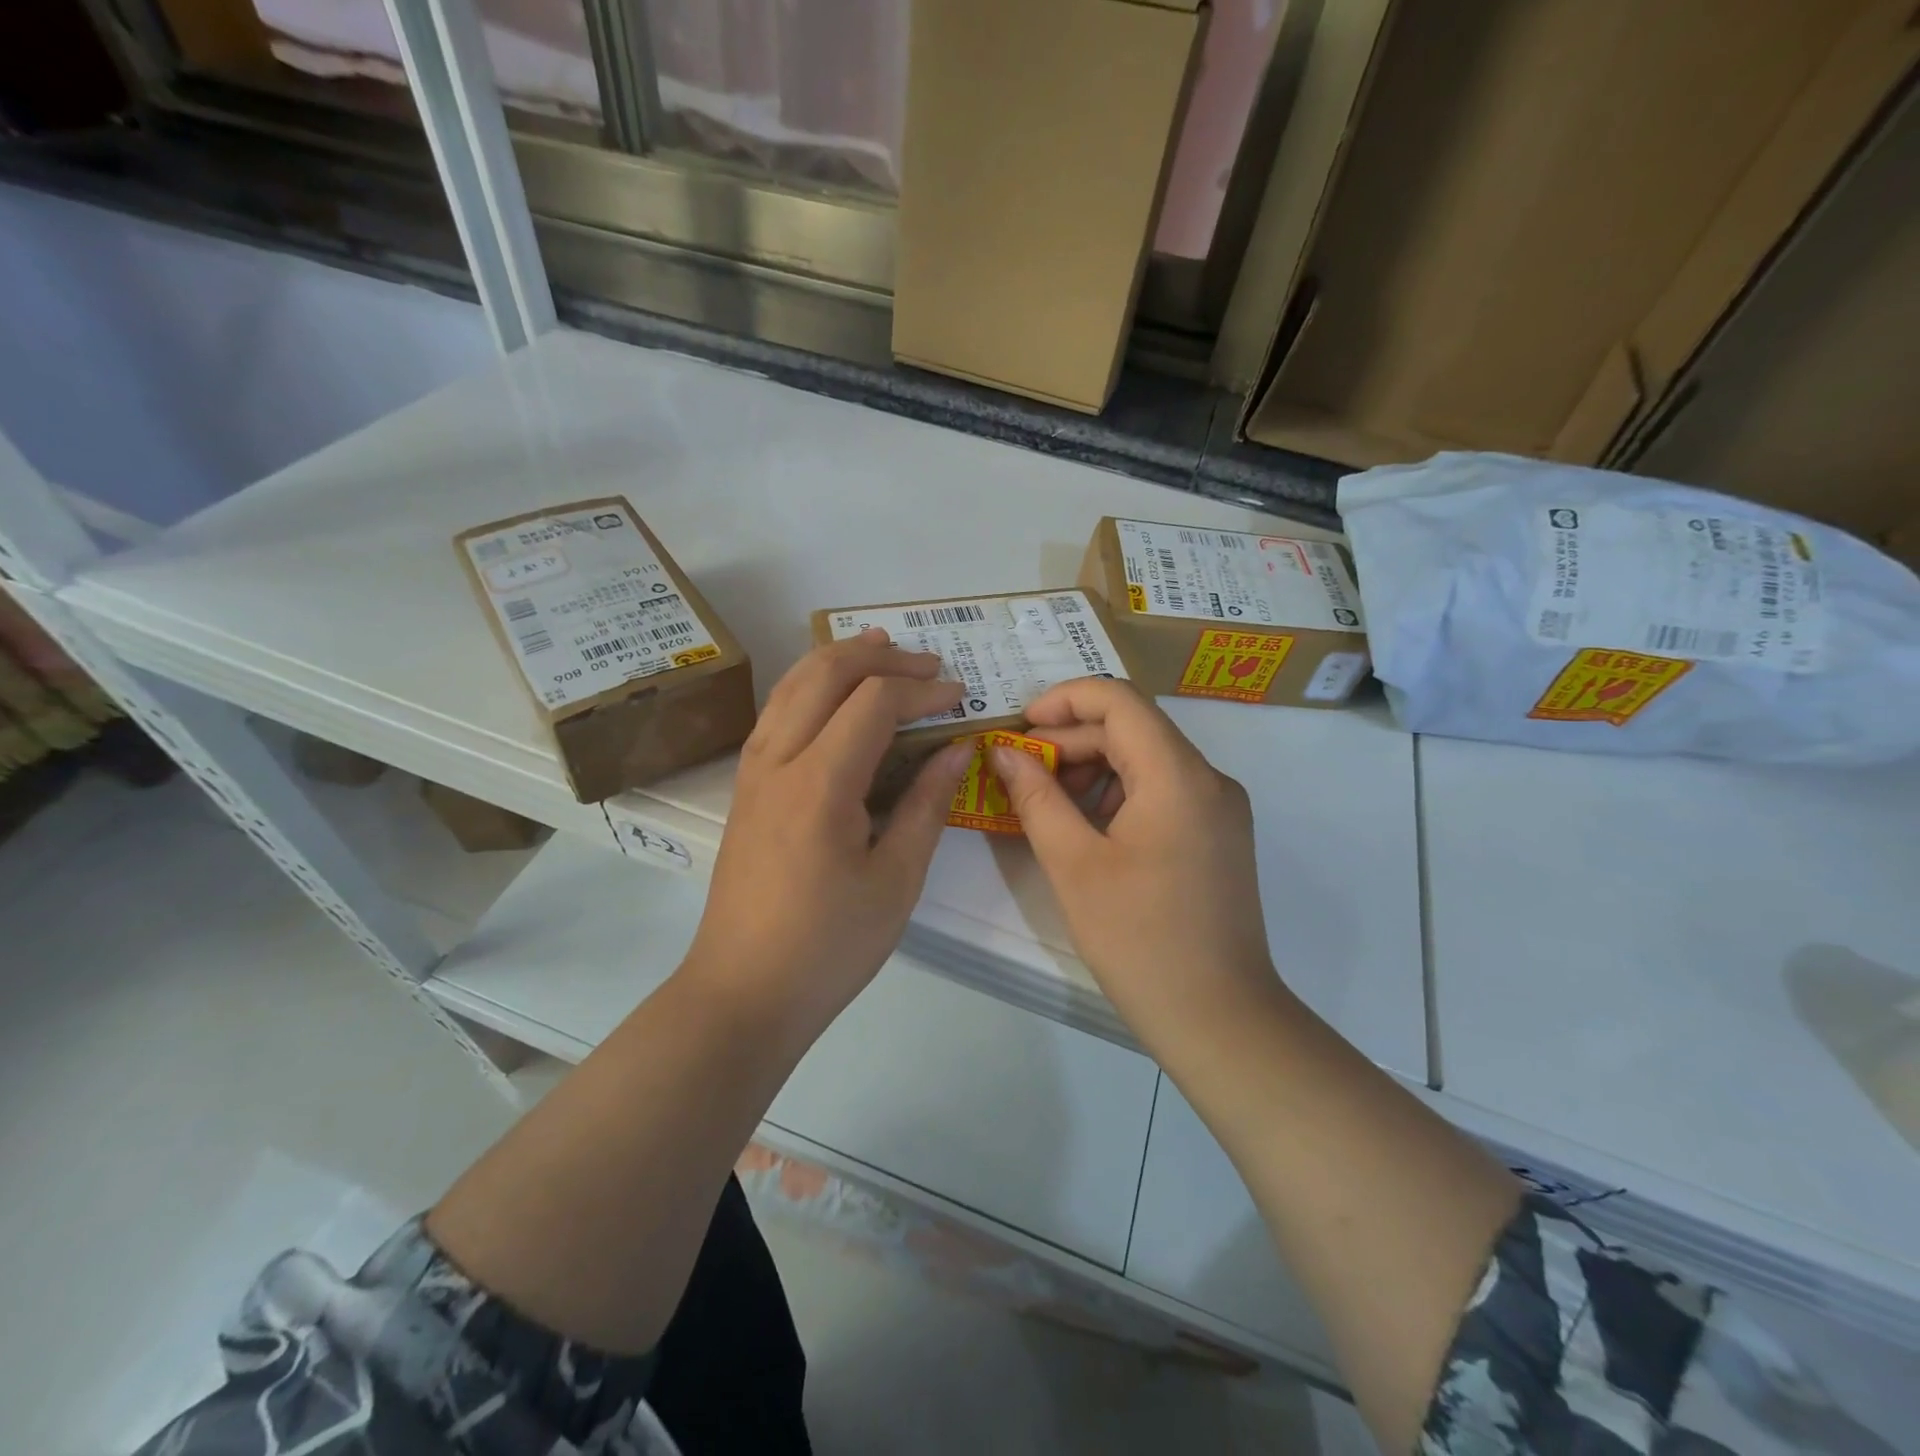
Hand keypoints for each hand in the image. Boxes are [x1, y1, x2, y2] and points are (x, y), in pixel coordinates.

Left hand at [685, 629, 973, 1038]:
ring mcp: (753, 771)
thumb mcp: (896, 880)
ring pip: (792, 685)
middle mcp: (778, 760)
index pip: (874, 702)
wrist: (743, 991)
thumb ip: (928, 804)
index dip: (922, 689)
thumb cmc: (829, 944)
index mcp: (820, 783)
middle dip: (880, 658)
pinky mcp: (745, 787)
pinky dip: (811, 686)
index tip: (960, 696)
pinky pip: (778, 712)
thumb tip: (957, 748)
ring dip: (838, 659)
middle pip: (825, 674)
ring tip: (880, 648)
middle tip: (927, 662)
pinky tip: (833, 695)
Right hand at [992, 679, 1281, 1059]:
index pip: (1119, 700)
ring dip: (1093, 769)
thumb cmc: (1139, 940)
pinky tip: (1086, 829)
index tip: (1021, 727)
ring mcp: (1220, 808)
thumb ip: (1036, 797)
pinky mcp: (1218, 836)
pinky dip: (1119, 794)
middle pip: (1133, 728)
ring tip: (1048, 805)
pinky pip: (1164, 791)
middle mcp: (1209, 779)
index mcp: (1178, 775)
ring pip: (1148, 759)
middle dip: (1072, 740)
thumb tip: (1005, 753)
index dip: (1064, 700)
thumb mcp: (1074, 865)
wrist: (1219, 1018)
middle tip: (1022, 773)